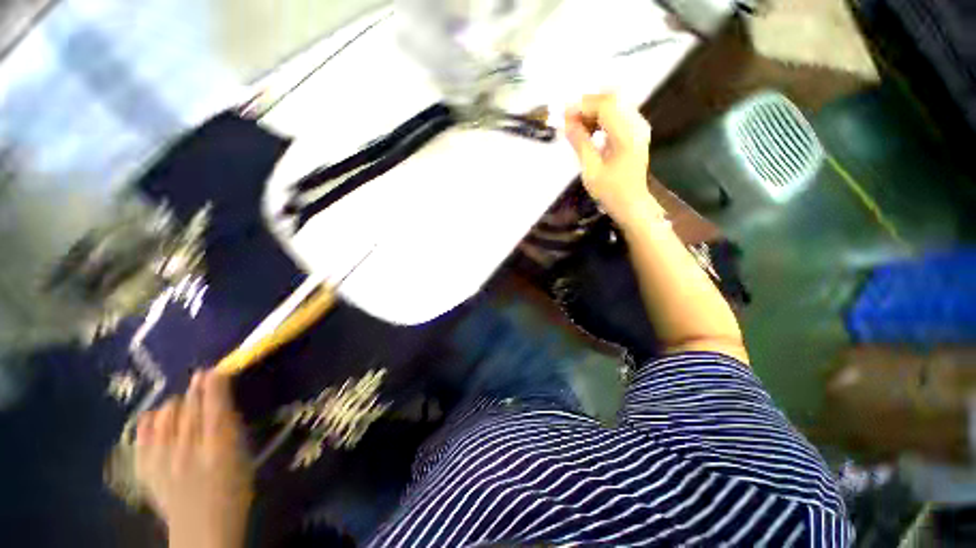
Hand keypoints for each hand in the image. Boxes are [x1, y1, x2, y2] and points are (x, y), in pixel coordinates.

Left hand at [135, 370, 253, 547]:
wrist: (202, 530)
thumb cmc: (233, 490)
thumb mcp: (243, 456)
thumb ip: (231, 427)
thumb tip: (222, 401)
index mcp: (220, 448)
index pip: (214, 407)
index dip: (213, 385)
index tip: (213, 370)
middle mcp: (188, 450)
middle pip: (189, 408)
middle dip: (195, 390)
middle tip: (200, 379)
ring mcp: (162, 460)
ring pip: (164, 417)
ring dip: (175, 405)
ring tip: (182, 405)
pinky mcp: (145, 468)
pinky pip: (142, 434)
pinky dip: (149, 421)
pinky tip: (156, 416)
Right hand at [564, 93, 661, 225]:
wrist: (632, 203)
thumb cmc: (611, 191)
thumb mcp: (591, 170)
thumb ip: (580, 143)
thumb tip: (566, 124)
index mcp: (627, 135)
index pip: (605, 105)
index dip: (582, 106)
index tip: (563, 115)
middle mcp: (637, 125)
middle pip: (612, 99)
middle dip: (587, 105)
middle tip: (567, 119)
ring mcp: (639, 126)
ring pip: (615, 104)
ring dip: (593, 110)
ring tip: (575, 126)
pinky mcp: (636, 131)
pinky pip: (618, 113)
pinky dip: (601, 117)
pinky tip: (589, 129)